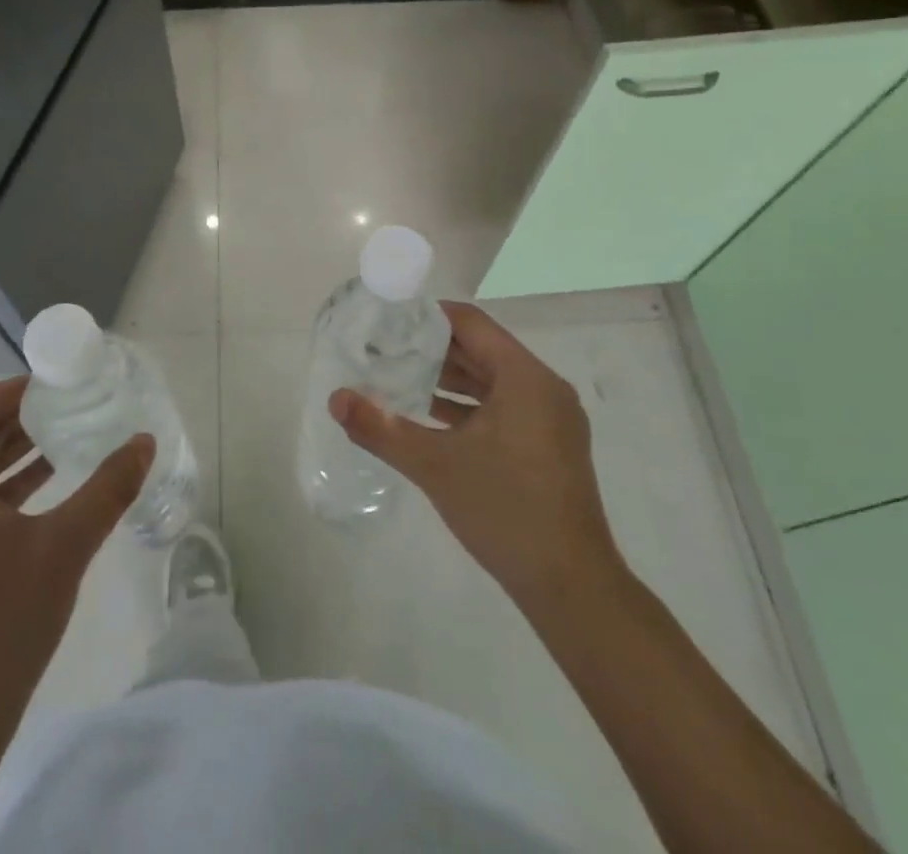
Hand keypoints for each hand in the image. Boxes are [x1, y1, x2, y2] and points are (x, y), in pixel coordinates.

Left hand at [0, 377, 152, 724]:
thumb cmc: (2, 621)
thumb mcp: (65, 547)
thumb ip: (108, 489)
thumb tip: (144, 442)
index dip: (16, 389)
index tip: (58, 384)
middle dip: (21, 419)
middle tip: (71, 407)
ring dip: (16, 454)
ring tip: (67, 441)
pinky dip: (7, 488)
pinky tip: (48, 492)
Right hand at [331, 301, 621, 605]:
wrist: (572, 589)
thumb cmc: (505, 511)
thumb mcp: (435, 465)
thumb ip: (381, 428)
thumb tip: (335, 399)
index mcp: (525, 377)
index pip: (470, 323)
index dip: (427, 317)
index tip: (387, 322)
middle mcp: (543, 388)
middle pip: (481, 349)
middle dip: (431, 349)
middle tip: (383, 349)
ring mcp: (551, 419)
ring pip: (491, 381)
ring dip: (448, 379)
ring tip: (397, 378)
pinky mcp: (550, 446)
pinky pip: (503, 407)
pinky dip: (467, 407)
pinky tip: (429, 418)